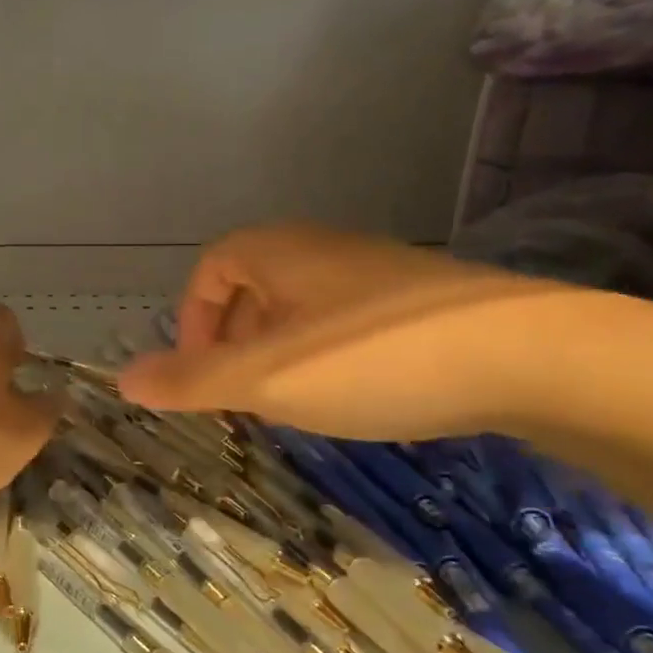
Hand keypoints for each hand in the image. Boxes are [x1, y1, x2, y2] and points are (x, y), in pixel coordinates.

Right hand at [116, 222, 582, 439]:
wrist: (530, 356)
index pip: (211, 269)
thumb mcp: (264, 379)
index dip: (193, 319)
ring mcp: (379, 272)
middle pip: (254, 286)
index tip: (201, 373)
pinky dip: (329, 355)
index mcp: (279, 252)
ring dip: (281, 352)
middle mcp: (324, 249)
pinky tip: (356, 395)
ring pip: (302, 307)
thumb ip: (189, 381)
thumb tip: (121, 379)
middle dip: (235, 341)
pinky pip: (348, 321)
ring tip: (294, 403)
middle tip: (243, 395)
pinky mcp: (424, 301)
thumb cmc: (371, 359)